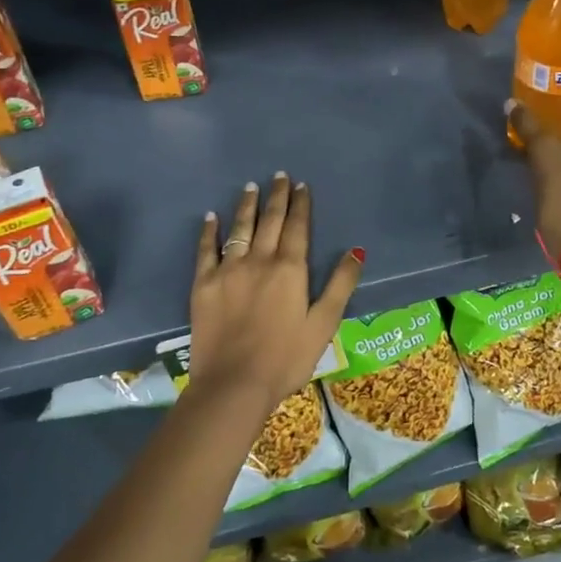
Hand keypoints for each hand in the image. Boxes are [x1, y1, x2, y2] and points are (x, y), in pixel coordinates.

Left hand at [190, 174, 364, 414]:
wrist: (233, 384)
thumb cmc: (286, 358)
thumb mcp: (324, 324)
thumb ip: (341, 284)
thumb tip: (357, 250)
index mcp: (290, 269)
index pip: (297, 227)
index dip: (301, 205)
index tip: (301, 185)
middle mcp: (259, 260)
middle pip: (269, 221)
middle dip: (276, 196)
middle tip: (279, 176)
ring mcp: (228, 270)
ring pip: (239, 228)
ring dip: (247, 206)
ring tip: (250, 187)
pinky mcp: (203, 284)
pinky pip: (206, 250)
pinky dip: (209, 231)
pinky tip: (211, 217)